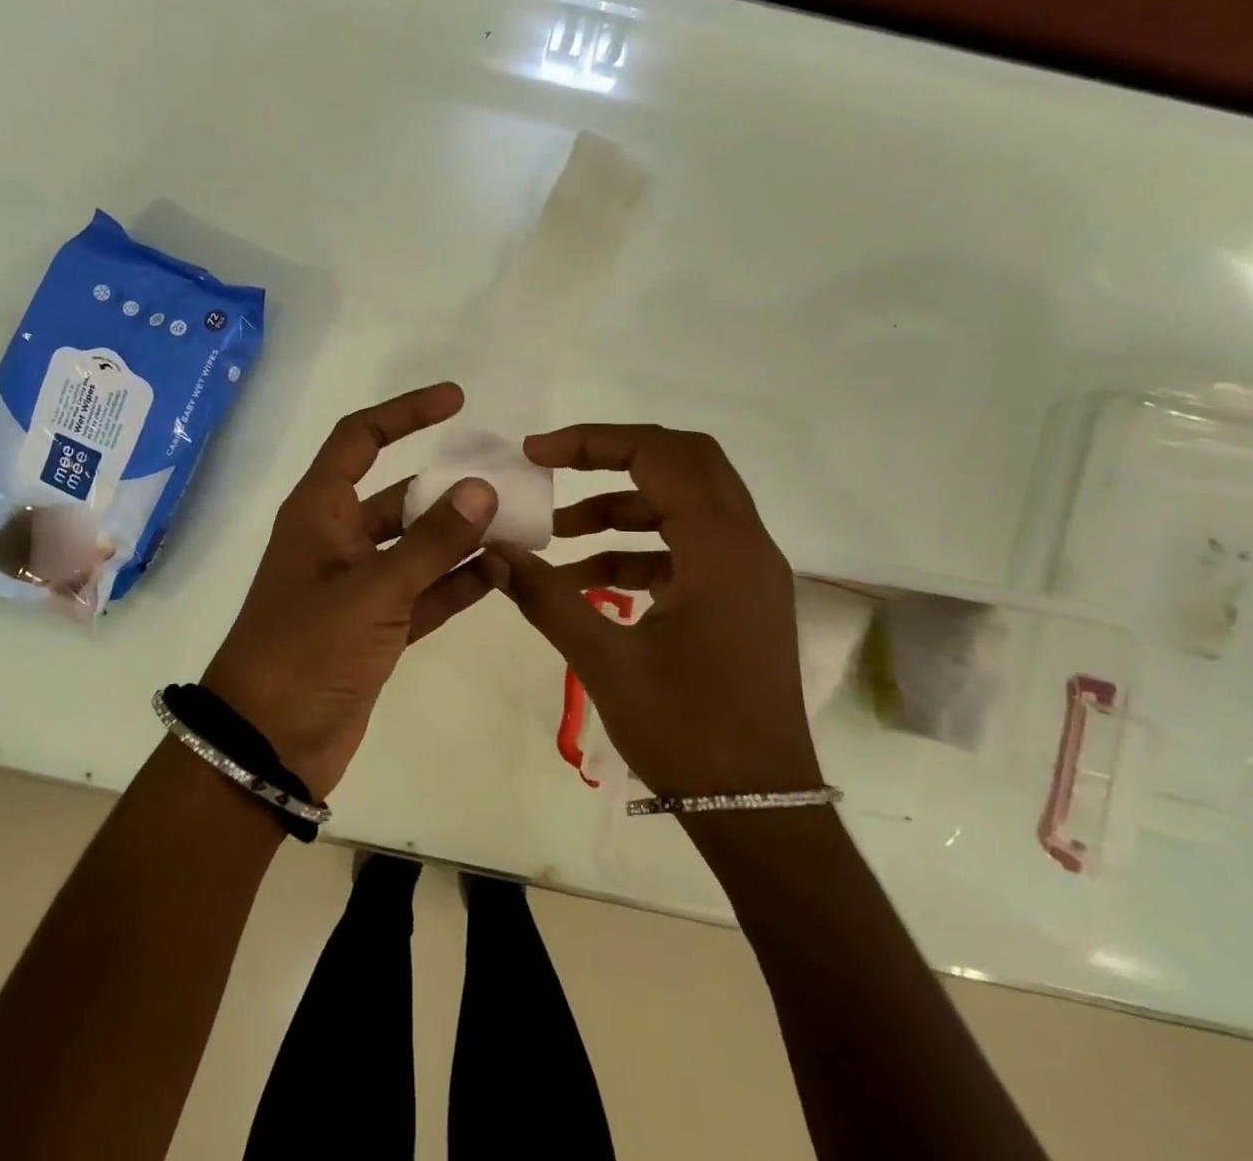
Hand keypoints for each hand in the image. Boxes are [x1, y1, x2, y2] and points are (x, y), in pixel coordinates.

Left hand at [202, 384, 497, 798]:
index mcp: (319, 514)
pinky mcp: (376, 628)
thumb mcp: (372, 591)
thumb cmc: (307, 650)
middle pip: (400, 496)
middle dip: (449, 489)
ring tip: (517, 528)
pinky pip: (425, 593)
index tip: (455, 400)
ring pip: (418, 547)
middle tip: (506, 481)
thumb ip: (430, 542)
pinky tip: (502, 574)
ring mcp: (359, 587)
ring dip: (461, 538)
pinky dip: (457, 583)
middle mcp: (338, 541)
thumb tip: (481, 488)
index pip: (359, 439)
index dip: (404, 413)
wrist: (268, 744)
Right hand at [483, 424, 821, 799]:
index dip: (592, 442)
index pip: (659, 456)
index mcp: (721, 547)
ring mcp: (748, 573)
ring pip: (685, 505)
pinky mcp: (740, 600)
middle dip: (614, 456)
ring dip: (622, 507)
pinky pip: (687, 549)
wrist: (760, 811)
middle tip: (555, 467)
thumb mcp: (605, 660)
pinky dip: (639, 550)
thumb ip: (546, 596)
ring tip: (559, 533)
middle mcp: (745, 544)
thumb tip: (492, 551)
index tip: (536, 455)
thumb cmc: (687, 732)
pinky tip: (587, 580)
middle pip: (684, 462)